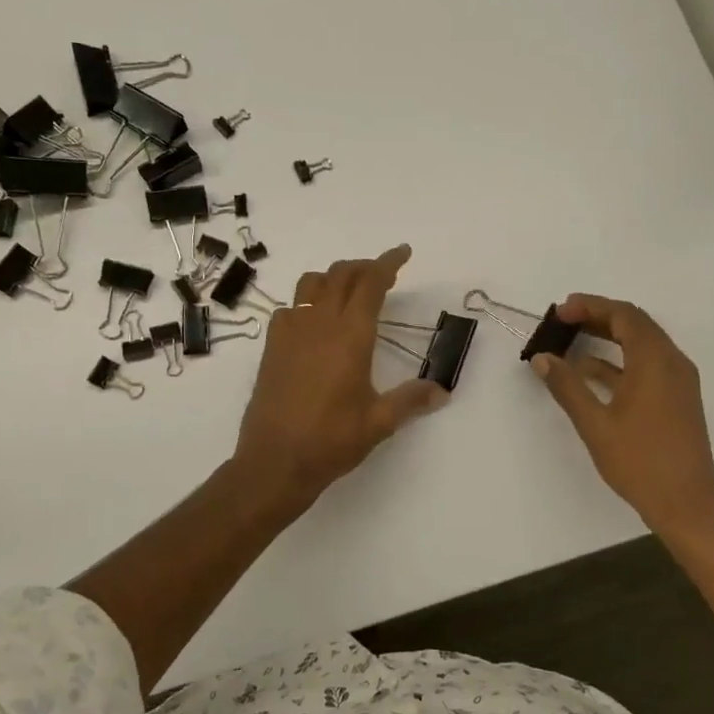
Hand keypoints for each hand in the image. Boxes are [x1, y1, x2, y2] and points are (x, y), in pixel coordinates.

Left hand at [234, 244, 448, 506]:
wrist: (274, 461)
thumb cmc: (331, 441)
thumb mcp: (379, 422)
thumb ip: (411, 400)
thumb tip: (441, 390)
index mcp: (350, 336)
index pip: (370, 283)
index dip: (388, 262)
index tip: (402, 252)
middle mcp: (318, 324)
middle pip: (341, 275)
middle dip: (364, 266)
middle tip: (382, 274)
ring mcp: (290, 333)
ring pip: (311, 284)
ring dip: (334, 278)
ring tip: (349, 291)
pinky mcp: (272, 347)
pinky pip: (290, 308)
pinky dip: (308, 302)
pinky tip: (315, 324)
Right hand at [530, 294, 713, 541]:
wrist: (686, 505)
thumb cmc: (639, 462)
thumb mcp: (595, 424)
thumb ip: (567, 386)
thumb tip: (542, 358)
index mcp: (655, 362)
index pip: (624, 315)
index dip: (591, 306)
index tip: (560, 311)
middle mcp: (672, 363)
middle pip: (635, 324)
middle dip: (599, 316)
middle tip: (563, 320)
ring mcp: (678, 381)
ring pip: (642, 344)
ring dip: (609, 337)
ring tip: (571, 340)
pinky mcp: (677, 399)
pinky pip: (647, 365)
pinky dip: (619, 360)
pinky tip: (590, 372)